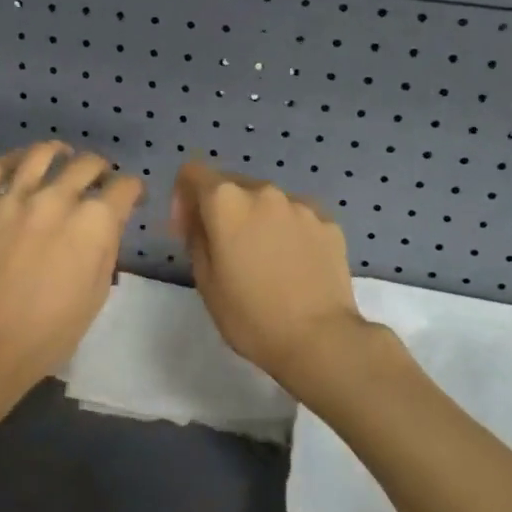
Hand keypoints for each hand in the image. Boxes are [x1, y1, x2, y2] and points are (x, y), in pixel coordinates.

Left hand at [0, 142, 143, 401]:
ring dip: (58, 151)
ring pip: (41, 155)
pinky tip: (20, 162)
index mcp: (94, 222)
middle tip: (99, 180)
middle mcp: (57, 198)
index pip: (124, 187)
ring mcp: (14, 198)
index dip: (133, 190)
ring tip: (61, 153)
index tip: (131, 198)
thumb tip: (105, 226)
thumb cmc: (50, 332)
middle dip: (101, 169)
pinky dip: (11, 160)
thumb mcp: (97, 294)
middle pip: (87, 164)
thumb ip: (105, 249)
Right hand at [170, 162, 371, 388]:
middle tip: (225, 249)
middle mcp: (264, 192)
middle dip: (221, 209)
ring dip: (257, 219)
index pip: (193, 173)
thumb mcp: (205, 281)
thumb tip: (198, 219)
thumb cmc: (251, 315)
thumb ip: (196, 237)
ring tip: (264, 260)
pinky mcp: (328, 222)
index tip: (188, 230)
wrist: (320, 339)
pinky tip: (293, 265)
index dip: (183, 197)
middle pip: (232, 185)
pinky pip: (297, 217)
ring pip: (267, 201)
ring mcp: (300, 205)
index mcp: (226, 201)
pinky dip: (288, 231)